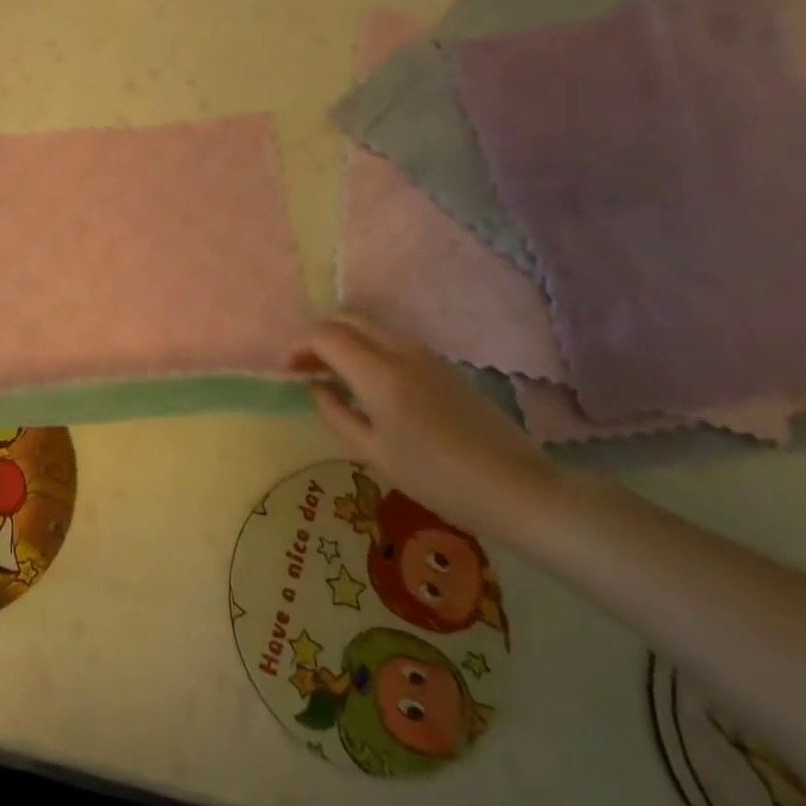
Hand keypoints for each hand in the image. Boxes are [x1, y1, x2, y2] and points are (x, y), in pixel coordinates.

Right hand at [290, 311, 557, 540]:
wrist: (517, 488)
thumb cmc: (439, 480)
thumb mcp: (375, 455)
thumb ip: (337, 414)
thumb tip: (317, 387)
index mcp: (380, 375)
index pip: (326, 335)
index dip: (298, 346)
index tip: (288, 372)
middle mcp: (401, 351)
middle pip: (348, 317)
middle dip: (318, 334)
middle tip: (305, 366)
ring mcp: (425, 353)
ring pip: (371, 323)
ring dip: (343, 337)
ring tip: (331, 371)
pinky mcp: (442, 363)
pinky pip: (391, 337)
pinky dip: (366, 344)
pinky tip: (365, 378)